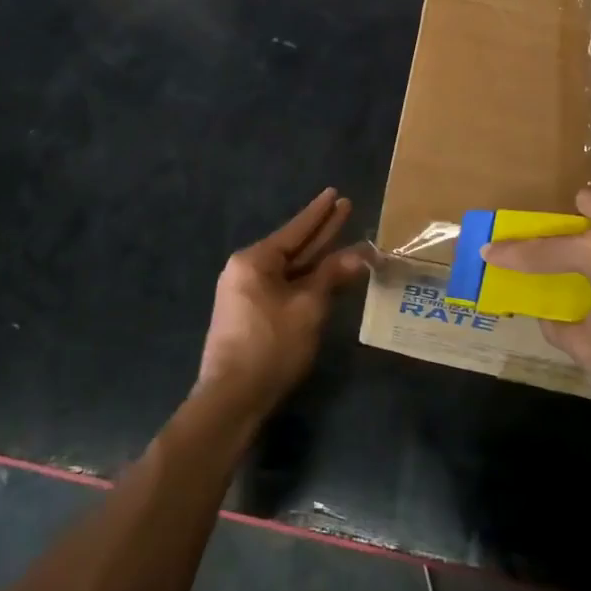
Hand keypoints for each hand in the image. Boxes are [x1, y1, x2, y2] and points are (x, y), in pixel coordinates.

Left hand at [197, 188, 368, 415]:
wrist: (233, 398)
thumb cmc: (271, 346)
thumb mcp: (308, 308)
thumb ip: (331, 276)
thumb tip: (357, 255)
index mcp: (255, 260)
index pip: (296, 230)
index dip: (320, 213)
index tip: (335, 193)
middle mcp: (246, 269)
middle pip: (292, 246)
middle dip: (321, 231)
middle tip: (345, 208)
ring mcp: (245, 292)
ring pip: (289, 268)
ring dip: (316, 257)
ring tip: (340, 237)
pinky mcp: (249, 313)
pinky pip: (282, 285)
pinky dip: (305, 279)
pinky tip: (323, 274)